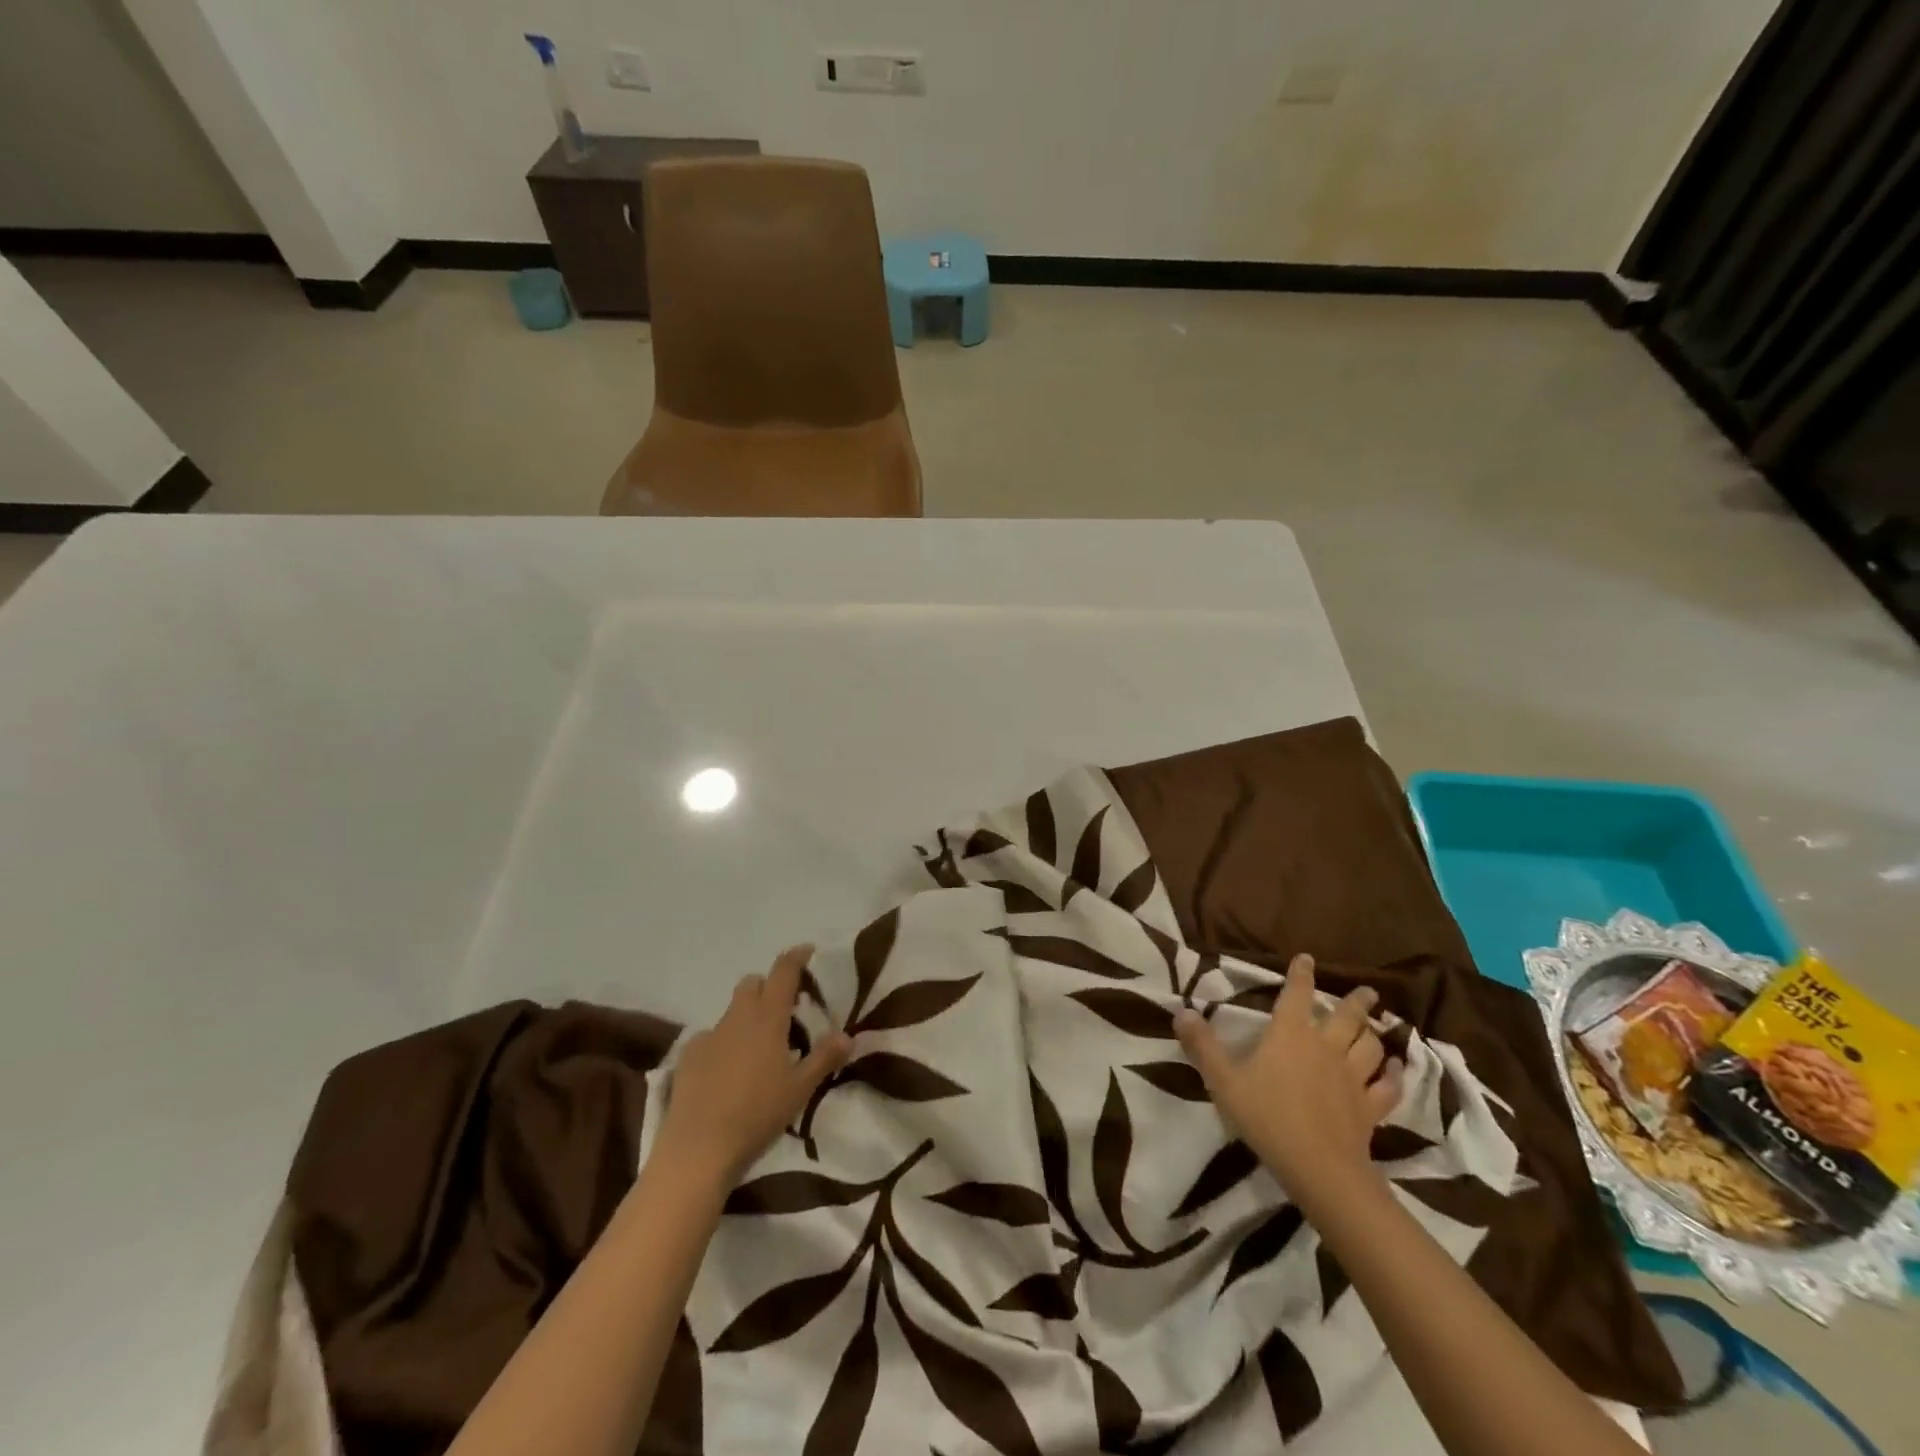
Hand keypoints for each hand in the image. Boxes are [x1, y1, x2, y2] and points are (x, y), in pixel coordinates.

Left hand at [654, 946, 851, 1187]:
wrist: (698, 1149)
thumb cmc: (757, 1114)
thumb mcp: (800, 1089)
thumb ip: (824, 1057)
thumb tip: (848, 1035)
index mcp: (768, 1018)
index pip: (783, 971)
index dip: (796, 957)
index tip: (808, 951)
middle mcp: (737, 1017)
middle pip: (753, 983)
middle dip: (769, 987)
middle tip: (787, 1011)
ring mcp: (709, 1035)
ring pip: (732, 1011)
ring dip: (747, 1017)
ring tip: (759, 1049)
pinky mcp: (688, 1057)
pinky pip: (711, 1038)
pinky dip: (724, 1044)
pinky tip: (728, 1073)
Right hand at [1174, 954, 1402, 1206]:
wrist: (1318, 1167)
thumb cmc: (1266, 1116)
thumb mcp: (1222, 1080)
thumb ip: (1202, 1045)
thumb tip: (1181, 1011)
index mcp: (1290, 1034)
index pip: (1296, 994)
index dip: (1300, 974)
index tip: (1307, 958)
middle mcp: (1325, 1046)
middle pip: (1347, 1016)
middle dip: (1357, 1000)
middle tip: (1368, 990)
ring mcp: (1352, 1077)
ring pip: (1370, 1046)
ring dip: (1374, 1033)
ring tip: (1377, 1026)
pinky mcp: (1370, 1107)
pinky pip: (1387, 1086)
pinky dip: (1394, 1074)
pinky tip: (1396, 1068)